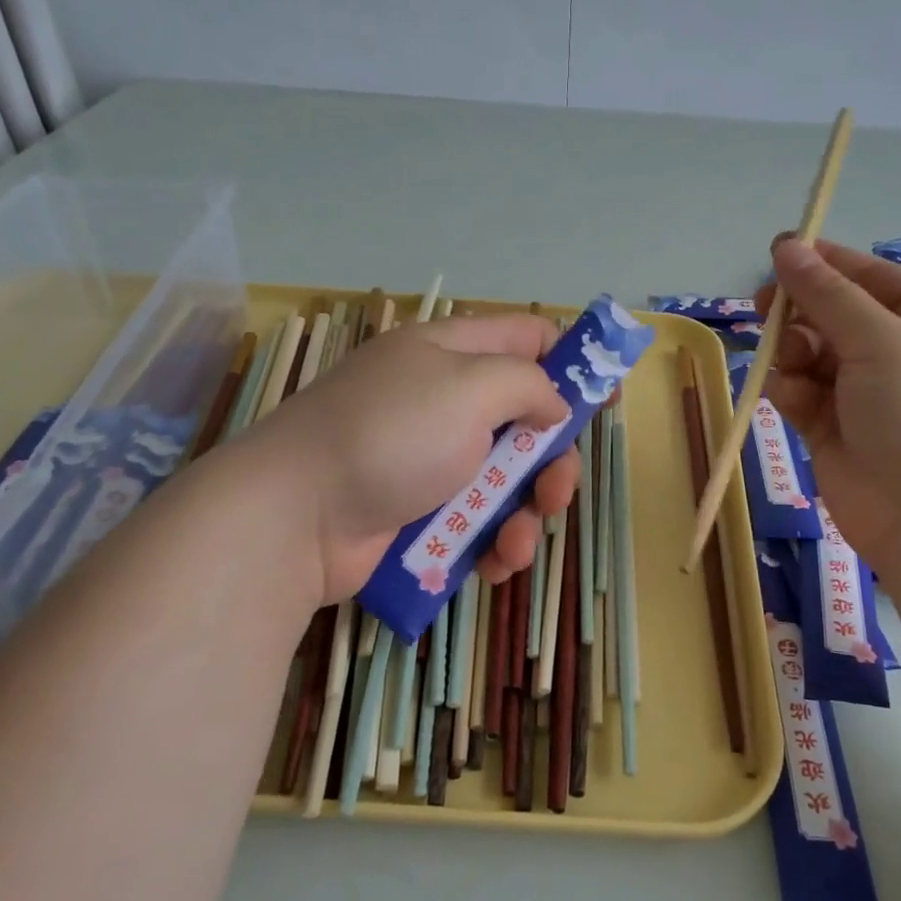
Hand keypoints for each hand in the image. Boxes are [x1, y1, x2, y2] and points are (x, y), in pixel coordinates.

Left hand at [215, 313, 579, 602]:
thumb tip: (551, 405)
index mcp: (451, 352)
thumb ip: (526, 384)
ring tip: (515, 544)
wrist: (294, 518)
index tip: (606, 398)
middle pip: (525, 419)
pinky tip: (492, 564)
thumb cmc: (390, 437)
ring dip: (523, 514)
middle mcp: (443, 400)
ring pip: (505, 480)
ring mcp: (429, 459)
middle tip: (555, 491)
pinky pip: (475, 520)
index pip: (526, 337)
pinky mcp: (419, 511)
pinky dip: (491, 542)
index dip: (571, 362)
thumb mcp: (468, 388)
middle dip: (550, 460)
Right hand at [757, 239, 900, 563]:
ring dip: (793, 352)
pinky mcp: (834, 429)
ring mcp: (865, 393)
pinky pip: (801, 393)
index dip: (823, 262)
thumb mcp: (879, 339)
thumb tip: (786, 246)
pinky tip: (785, 393)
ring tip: (787, 362)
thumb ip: (826, 294)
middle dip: (799, 310)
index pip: (868, 276)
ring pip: (811, 354)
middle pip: (833, 314)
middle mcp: (898, 351)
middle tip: (765, 308)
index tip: (776, 251)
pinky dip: (789, 389)